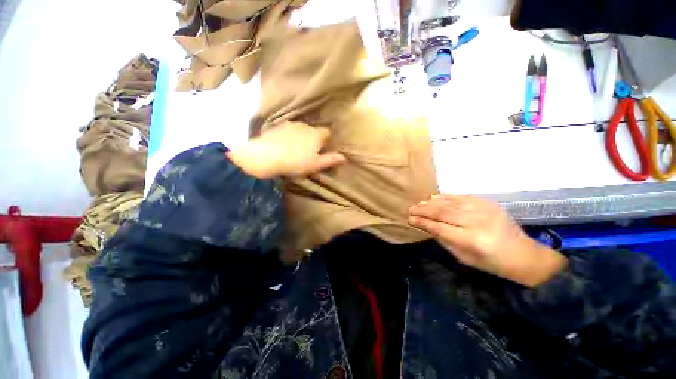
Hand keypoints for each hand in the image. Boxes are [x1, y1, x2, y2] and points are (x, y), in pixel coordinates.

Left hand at [227, 122, 346, 177]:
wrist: (266, 157)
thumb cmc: (295, 162)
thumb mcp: (315, 165)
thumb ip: (330, 160)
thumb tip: (345, 158)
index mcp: (316, 134)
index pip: (327, 132)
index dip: (327, 141)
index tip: (323, 150)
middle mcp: (305, 126)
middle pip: (314, 131)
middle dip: (314, 139)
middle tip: (308, 153)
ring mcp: (290, 125)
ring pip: (301, 130)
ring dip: (301, 137)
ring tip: (295, 150)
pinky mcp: (277, 127)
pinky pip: (288, 131)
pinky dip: (289, 137)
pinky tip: (284, 146)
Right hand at [409, 195, 567, 287]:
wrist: (523, 255)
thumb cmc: (491, 263)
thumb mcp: (464, 258)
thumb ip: (444, 240)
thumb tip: (426, 226)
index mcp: (473, 241)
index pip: (440, 228)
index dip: (423, 222)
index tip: (410, 219)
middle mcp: (478, 222)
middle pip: (444, 212)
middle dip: (424, 210)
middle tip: (411, 209)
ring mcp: (485, 210)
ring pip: (451, 203)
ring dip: (432, 203)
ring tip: (420, 203)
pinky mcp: (489, 203)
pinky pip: (462, 197)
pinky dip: (446, 197)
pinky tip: (435, 198)